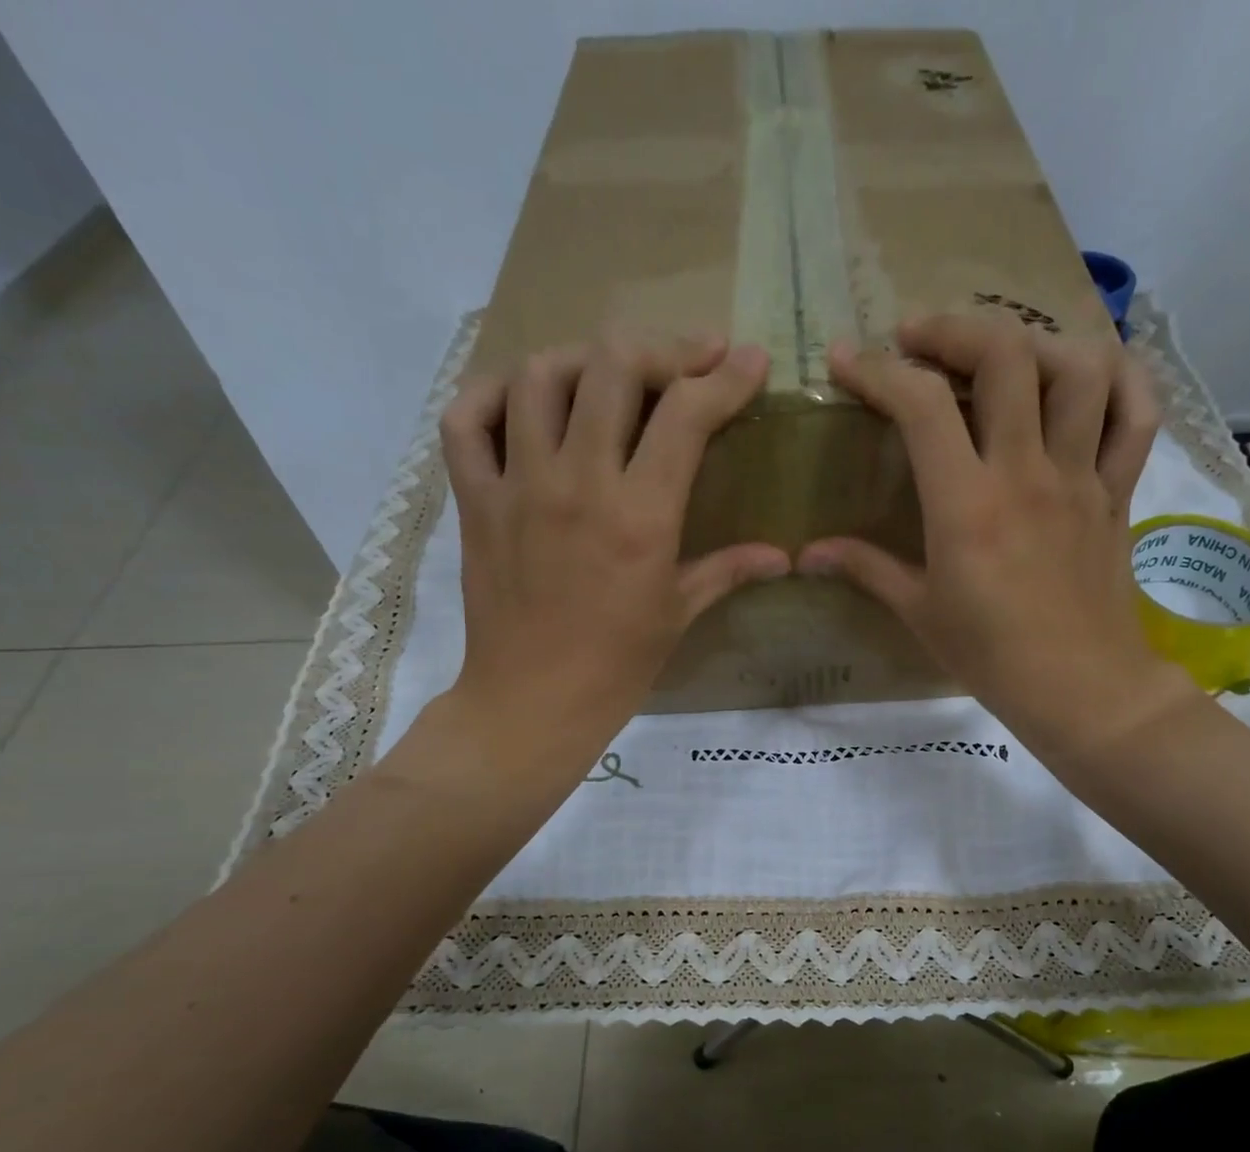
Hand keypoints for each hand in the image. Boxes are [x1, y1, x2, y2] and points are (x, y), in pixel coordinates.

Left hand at [430, 334, 786, 763]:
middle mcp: (578, 484)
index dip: (726, 378)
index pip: (686, 415)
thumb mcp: (680, 613)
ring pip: (540, 376)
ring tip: (609, 376)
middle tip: (687, 363)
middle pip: (613, 367)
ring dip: (583, 360)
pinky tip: (525, 402)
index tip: (749, 362)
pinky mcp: (475, 499)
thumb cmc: (617, 665)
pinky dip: (493, 394)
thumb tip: (783, 556)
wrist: (533, 702)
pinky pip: (466, 420)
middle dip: (661, 350)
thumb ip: (730, 570)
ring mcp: (518, 486)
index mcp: (640, 516)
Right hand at [798, 315, 1202, 760]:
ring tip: (1000, 356)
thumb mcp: (919, 613)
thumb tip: (807, 553)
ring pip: (1080, 368)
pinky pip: (1138, 413)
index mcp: (967, 506)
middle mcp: (1027, 473)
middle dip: (954, 328)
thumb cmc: (991, 656)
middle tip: (920, 338)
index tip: (845, 361)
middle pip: (1006, 356)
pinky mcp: (1118, 490)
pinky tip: (1087, 374)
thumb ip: (864, 569)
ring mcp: (1082, 476)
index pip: (921, 406)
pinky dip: (1120, 376)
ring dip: (1035, 342)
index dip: (876, 371)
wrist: (1080, 689)